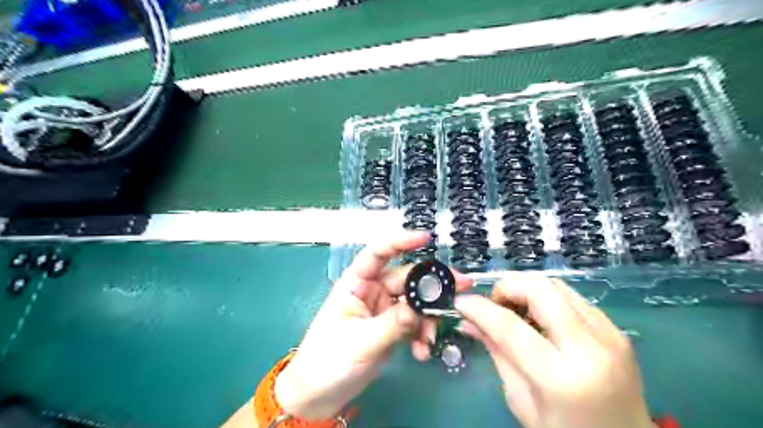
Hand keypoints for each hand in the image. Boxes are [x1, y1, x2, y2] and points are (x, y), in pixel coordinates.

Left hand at [275, 232, 472, 418]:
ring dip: (427, 317)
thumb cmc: (329, 361)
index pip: (378, 253)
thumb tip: (421, 308)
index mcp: (356, 283)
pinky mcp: (391, 327)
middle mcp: (372, 290)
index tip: (426, 238)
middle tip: (460, 288)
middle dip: (431, 285)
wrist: (320, 395)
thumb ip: (394, 323)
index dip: (401, 241)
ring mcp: (383, 309)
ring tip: (431, 338)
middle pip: (406, 278)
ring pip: (414, 302)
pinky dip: (422, 334)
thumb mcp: (362, 341)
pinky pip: (413, 322)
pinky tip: (423, 351)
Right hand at [452, 274, 654, 426]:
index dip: (480, 309)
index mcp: (561, 378)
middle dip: (508, 286)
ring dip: (527, 289)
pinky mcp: (616, 330)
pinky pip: (573, 297)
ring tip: (514, 309)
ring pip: (557, 286)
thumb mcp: (521, 400)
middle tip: (494, 303)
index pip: (510, 327)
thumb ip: (496, 353)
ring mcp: (609, 335)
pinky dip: (547, 299)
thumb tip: (468, 322)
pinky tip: (540, 317)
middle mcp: (590, 349)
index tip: (461, 302)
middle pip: (540, 290)